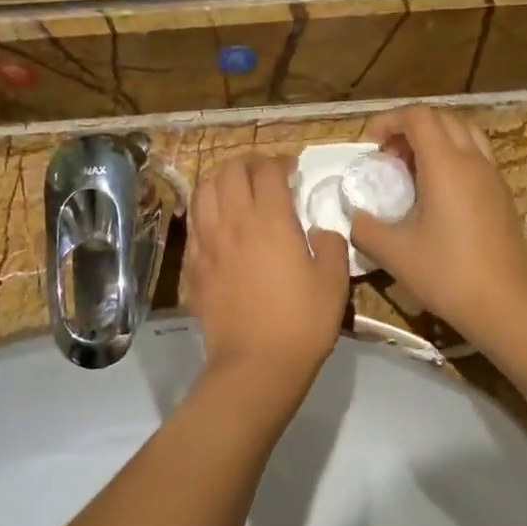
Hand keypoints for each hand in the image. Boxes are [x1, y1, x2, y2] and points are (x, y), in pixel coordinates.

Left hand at [187, 152, 348, 394]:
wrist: (256, 364)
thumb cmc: (302, 321)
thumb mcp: (334, 280)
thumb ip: (330, 244)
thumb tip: (318, 232)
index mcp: (270, 219)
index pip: (267, 170)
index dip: (280, 161)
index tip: (292, 169)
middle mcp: (232, 222)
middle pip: (229, 171)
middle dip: (247, 163)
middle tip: (264, 174)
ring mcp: (207, 243)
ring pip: (203, 191)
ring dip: (220, 181)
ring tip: (236, 190)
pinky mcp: (192, 266)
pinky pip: (193, 223)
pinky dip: (205, 211)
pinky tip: (218, 223)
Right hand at [346, 107, 526, 349]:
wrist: (506, 304)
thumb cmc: (447, 274)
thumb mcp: (394, 253)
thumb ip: (365, 228)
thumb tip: (354, 217)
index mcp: (446, 165)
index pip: (419, 117)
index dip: (390, 120)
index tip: (369, 143)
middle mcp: (473, 161)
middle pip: (443, 119)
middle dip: (410, 127)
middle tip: (388, 157)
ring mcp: (493, 177)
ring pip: (464, 134)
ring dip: (435, 139)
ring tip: (412, 169)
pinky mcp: (502, 196)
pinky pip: (476, 156)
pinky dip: (453, 157)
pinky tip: (437, 193)